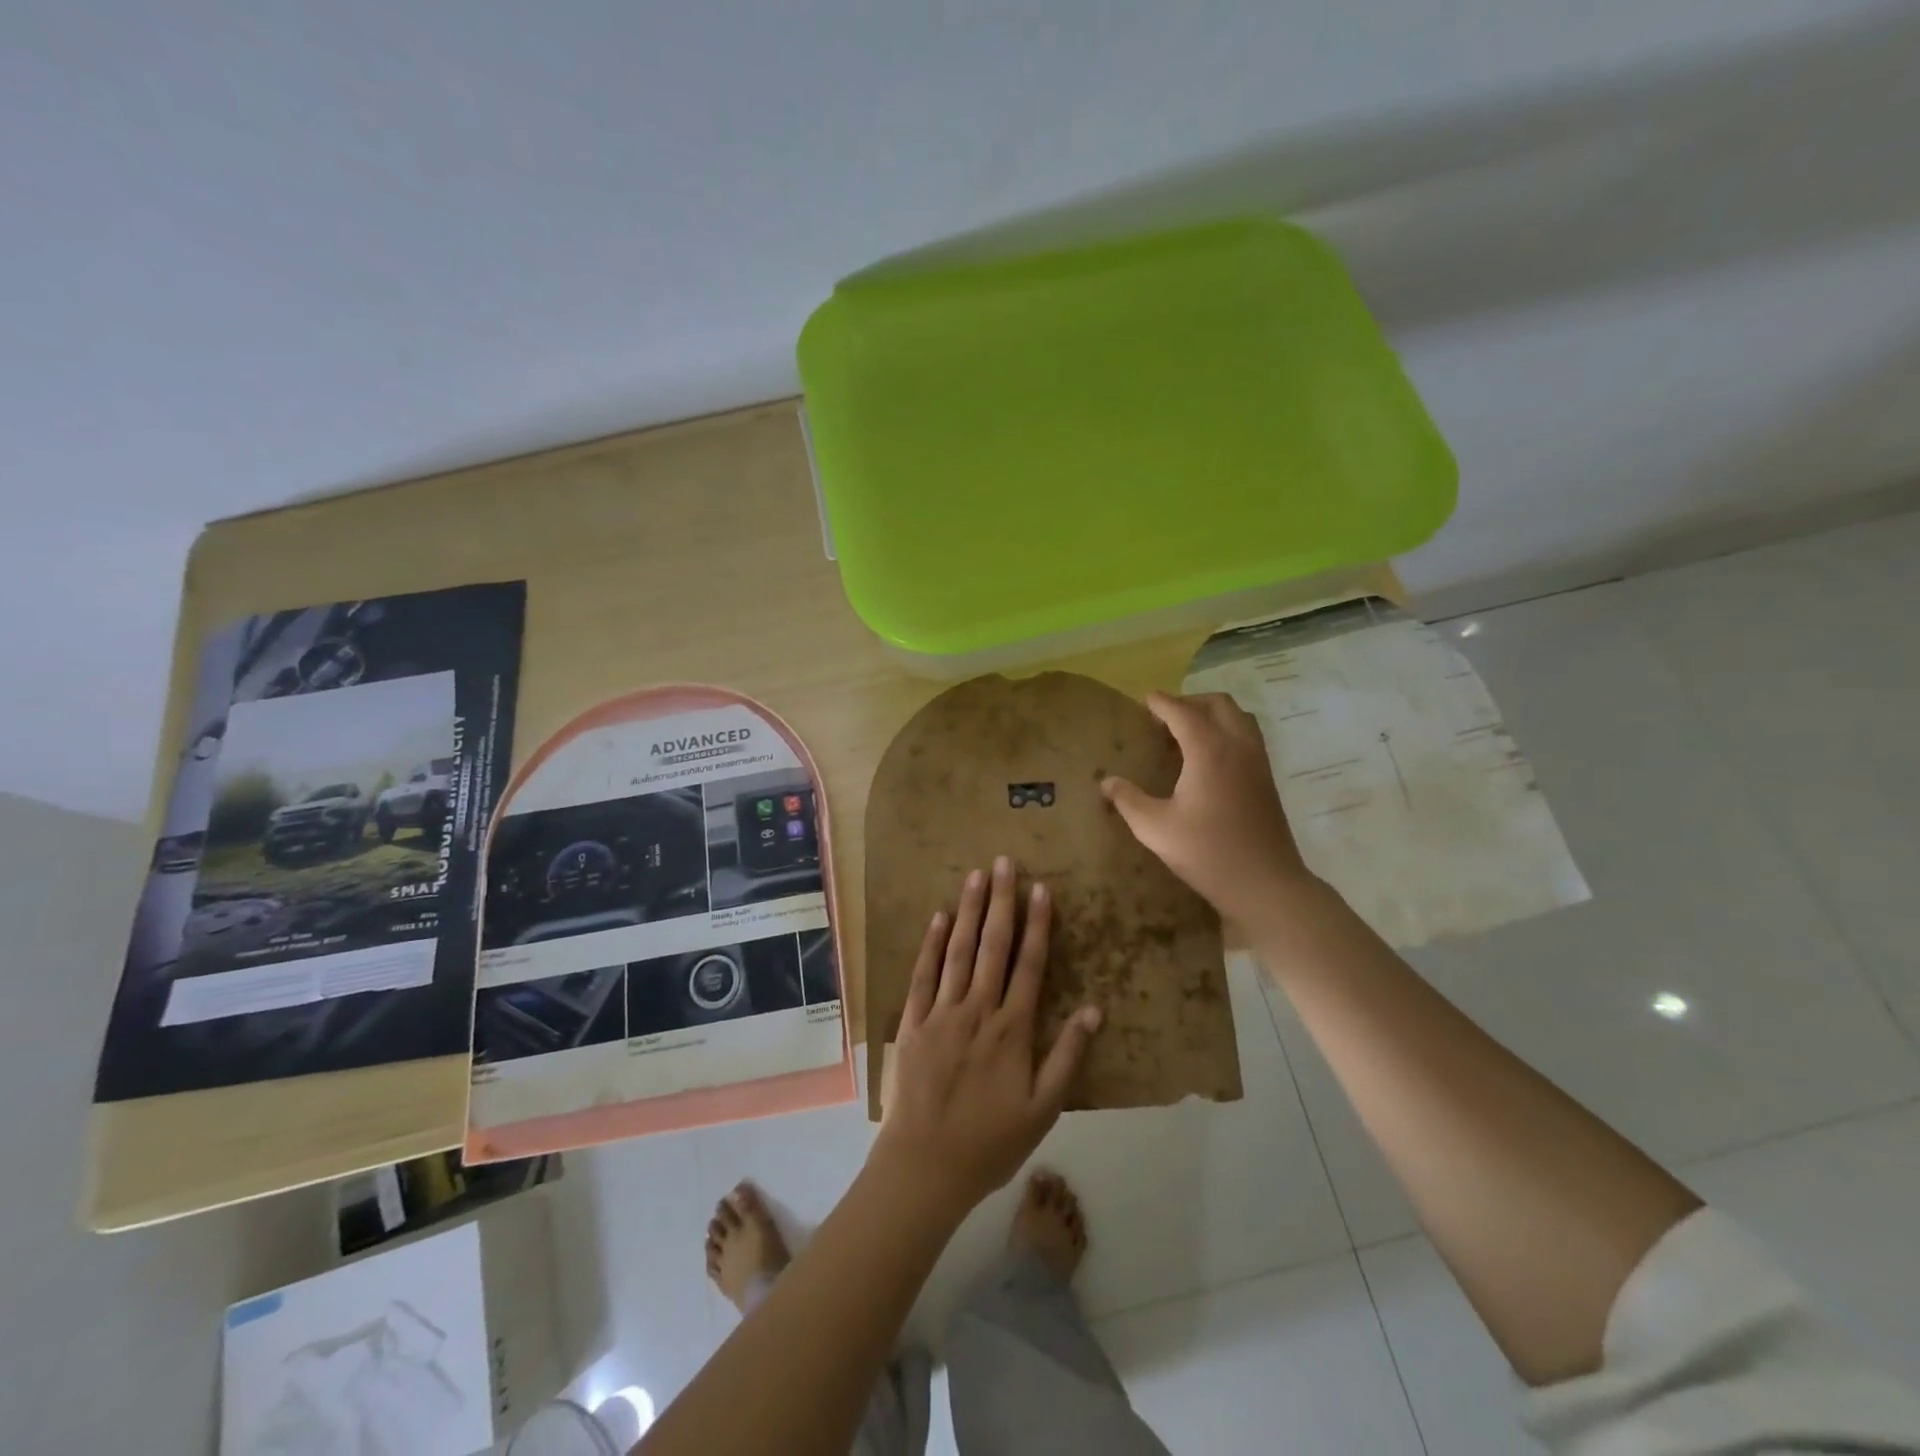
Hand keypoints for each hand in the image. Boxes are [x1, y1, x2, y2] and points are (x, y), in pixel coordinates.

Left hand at [872, 856, 1102, 1216]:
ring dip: (968, 911)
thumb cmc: (990, 1142)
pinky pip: (922, 976)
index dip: (1037, 925)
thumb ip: (1068, 1056)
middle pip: (993, 946)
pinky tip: (938, 918)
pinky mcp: (912, 1023)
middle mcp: (978, 1010)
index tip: (1040, 889)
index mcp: (1013, 1029)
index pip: (1029, 965)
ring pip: (958, 952)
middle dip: (1001, 902)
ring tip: (976, 876)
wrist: (925, 1167)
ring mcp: (941, 1013)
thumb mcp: (1043, 1109)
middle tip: (1005, 862)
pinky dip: (931, 945)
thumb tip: (1096, 1010)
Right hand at [1102, 691, 1317, 928]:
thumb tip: (1106, 782)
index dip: (1162, 703)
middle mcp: (1238, 746)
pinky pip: (1247, 736)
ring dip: (1212, 714)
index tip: (1145, 700)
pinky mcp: (1267, 778)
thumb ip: (1128, 800)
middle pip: (1218, 704)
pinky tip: (1208, 758)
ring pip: (1239, 717)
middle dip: (1189, 702)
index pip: (1183, 712)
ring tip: (1186, 732)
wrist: (1266, 884)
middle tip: (1164, 717)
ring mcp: (1258, 761)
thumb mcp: (1156, 829)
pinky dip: (1227, 731)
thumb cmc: (1208, 853)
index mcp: (1209, 751)